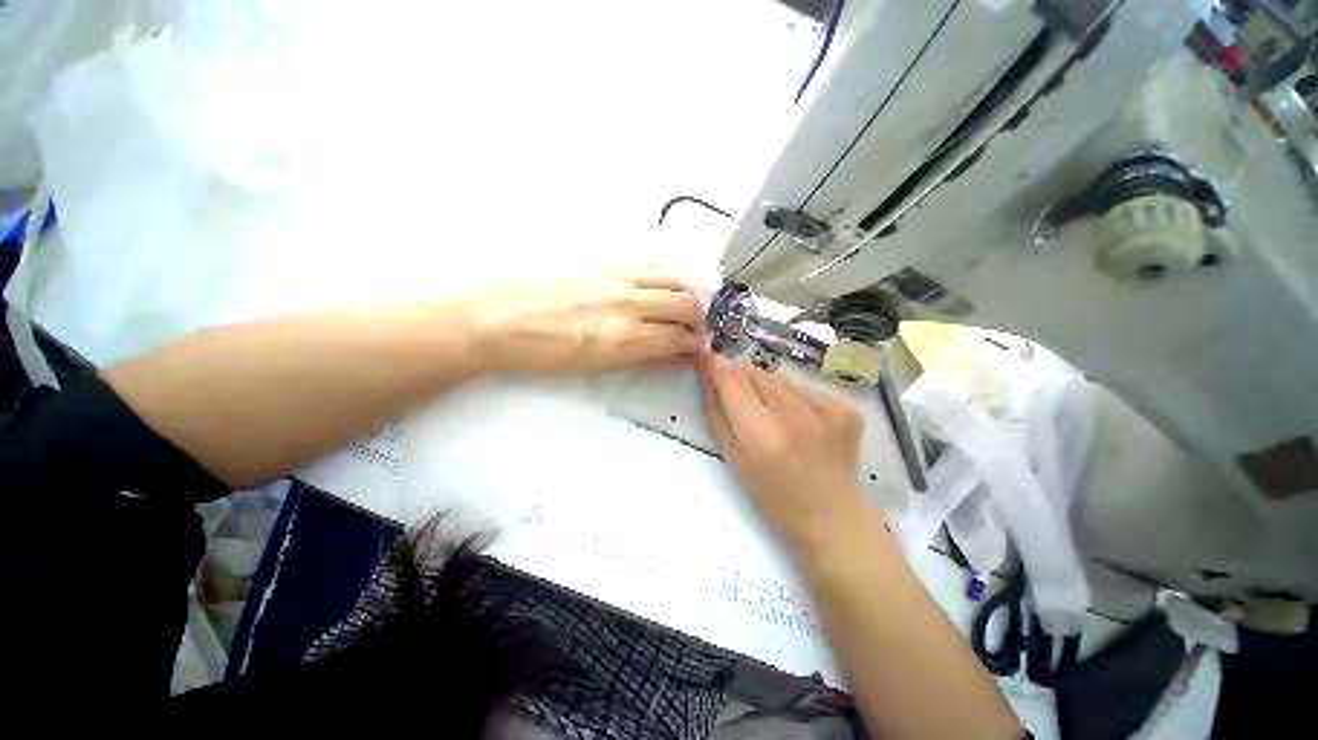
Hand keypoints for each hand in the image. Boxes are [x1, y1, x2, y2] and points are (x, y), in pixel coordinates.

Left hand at [468, 268, 701, 374]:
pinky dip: (664, 279)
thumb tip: (673, 356)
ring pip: (673, 280)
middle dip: (697, 320)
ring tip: (682, 308)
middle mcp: (629, 304)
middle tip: (692, 330)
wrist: (503, 320)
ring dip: (686, 295)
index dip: (694, 345)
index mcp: (625, 338)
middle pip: (685, 304)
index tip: (696, 349)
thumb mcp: (598, 366)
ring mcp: (619, 278)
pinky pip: (649, 267)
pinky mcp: (606, 264)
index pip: (678, 338)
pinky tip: (659, 290)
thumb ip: (643, 358)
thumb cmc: (547, 354)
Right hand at [699, 352, 872, 554]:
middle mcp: (795, 415)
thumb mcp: (733, 459)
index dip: (715, 365)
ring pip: (779, 377)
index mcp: (762, 435)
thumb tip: (708, 378)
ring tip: (774, 418)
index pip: (732, 379)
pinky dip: (794, 398)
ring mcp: (827, 408)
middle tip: (741, 401)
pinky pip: (804, 388)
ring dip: (768, 389)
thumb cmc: (773, 497)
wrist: (832, 518)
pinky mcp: (846, 407)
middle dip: (740, 379)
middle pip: (755, 372)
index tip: (705, 358)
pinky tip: (801, 424)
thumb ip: (716, 414)